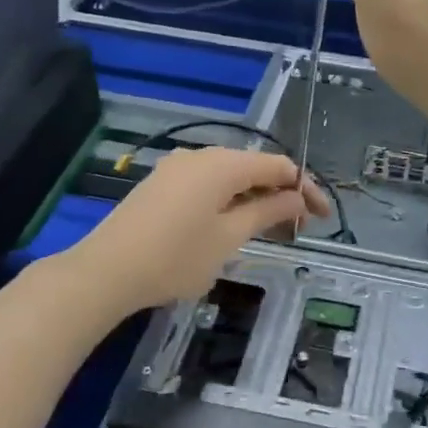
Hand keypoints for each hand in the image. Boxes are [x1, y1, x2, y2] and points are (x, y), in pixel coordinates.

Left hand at [71, 148, 328, 312]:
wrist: (104, 272)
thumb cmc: (175, 257)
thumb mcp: (229, 238)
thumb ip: (267, 212)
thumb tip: (297, 198)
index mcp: (223, 164)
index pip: (279, 165)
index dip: (306, 188)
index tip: (322, 218)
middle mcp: (202, 155)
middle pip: (254, 167)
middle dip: (281, 193)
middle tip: (299, 228)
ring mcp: (177, 167)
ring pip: (230, 175)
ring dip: (255, 198)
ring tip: (270, 229)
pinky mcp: (162, 183)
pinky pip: (207, 183)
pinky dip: (229, 199)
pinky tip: (232, 224)